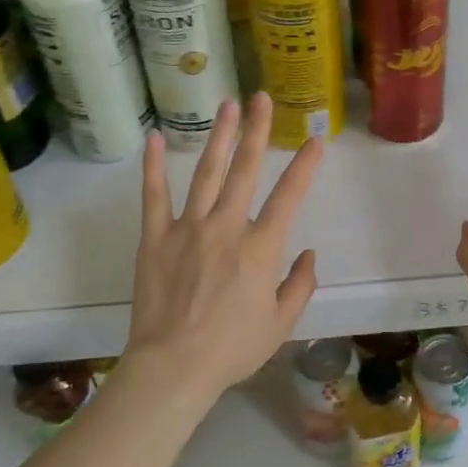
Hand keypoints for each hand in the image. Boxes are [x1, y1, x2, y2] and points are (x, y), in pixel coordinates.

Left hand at [125, 92, 324, 401]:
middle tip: (263, 98)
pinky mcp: (155, 238)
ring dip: (219, 136)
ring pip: (206, 173)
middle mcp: (226, 227)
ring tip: (227, 105)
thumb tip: (309, 254)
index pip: (289, 197)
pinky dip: (152, 166)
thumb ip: (300, 285)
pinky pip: (154, 196)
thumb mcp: (280, 324)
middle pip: (245, 170)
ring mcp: (187, 228)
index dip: (304, 166)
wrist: (173, 368)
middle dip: (257, 131)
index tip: (315, 140)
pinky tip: (153, 138)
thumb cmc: (232, 348)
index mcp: (260, 248)